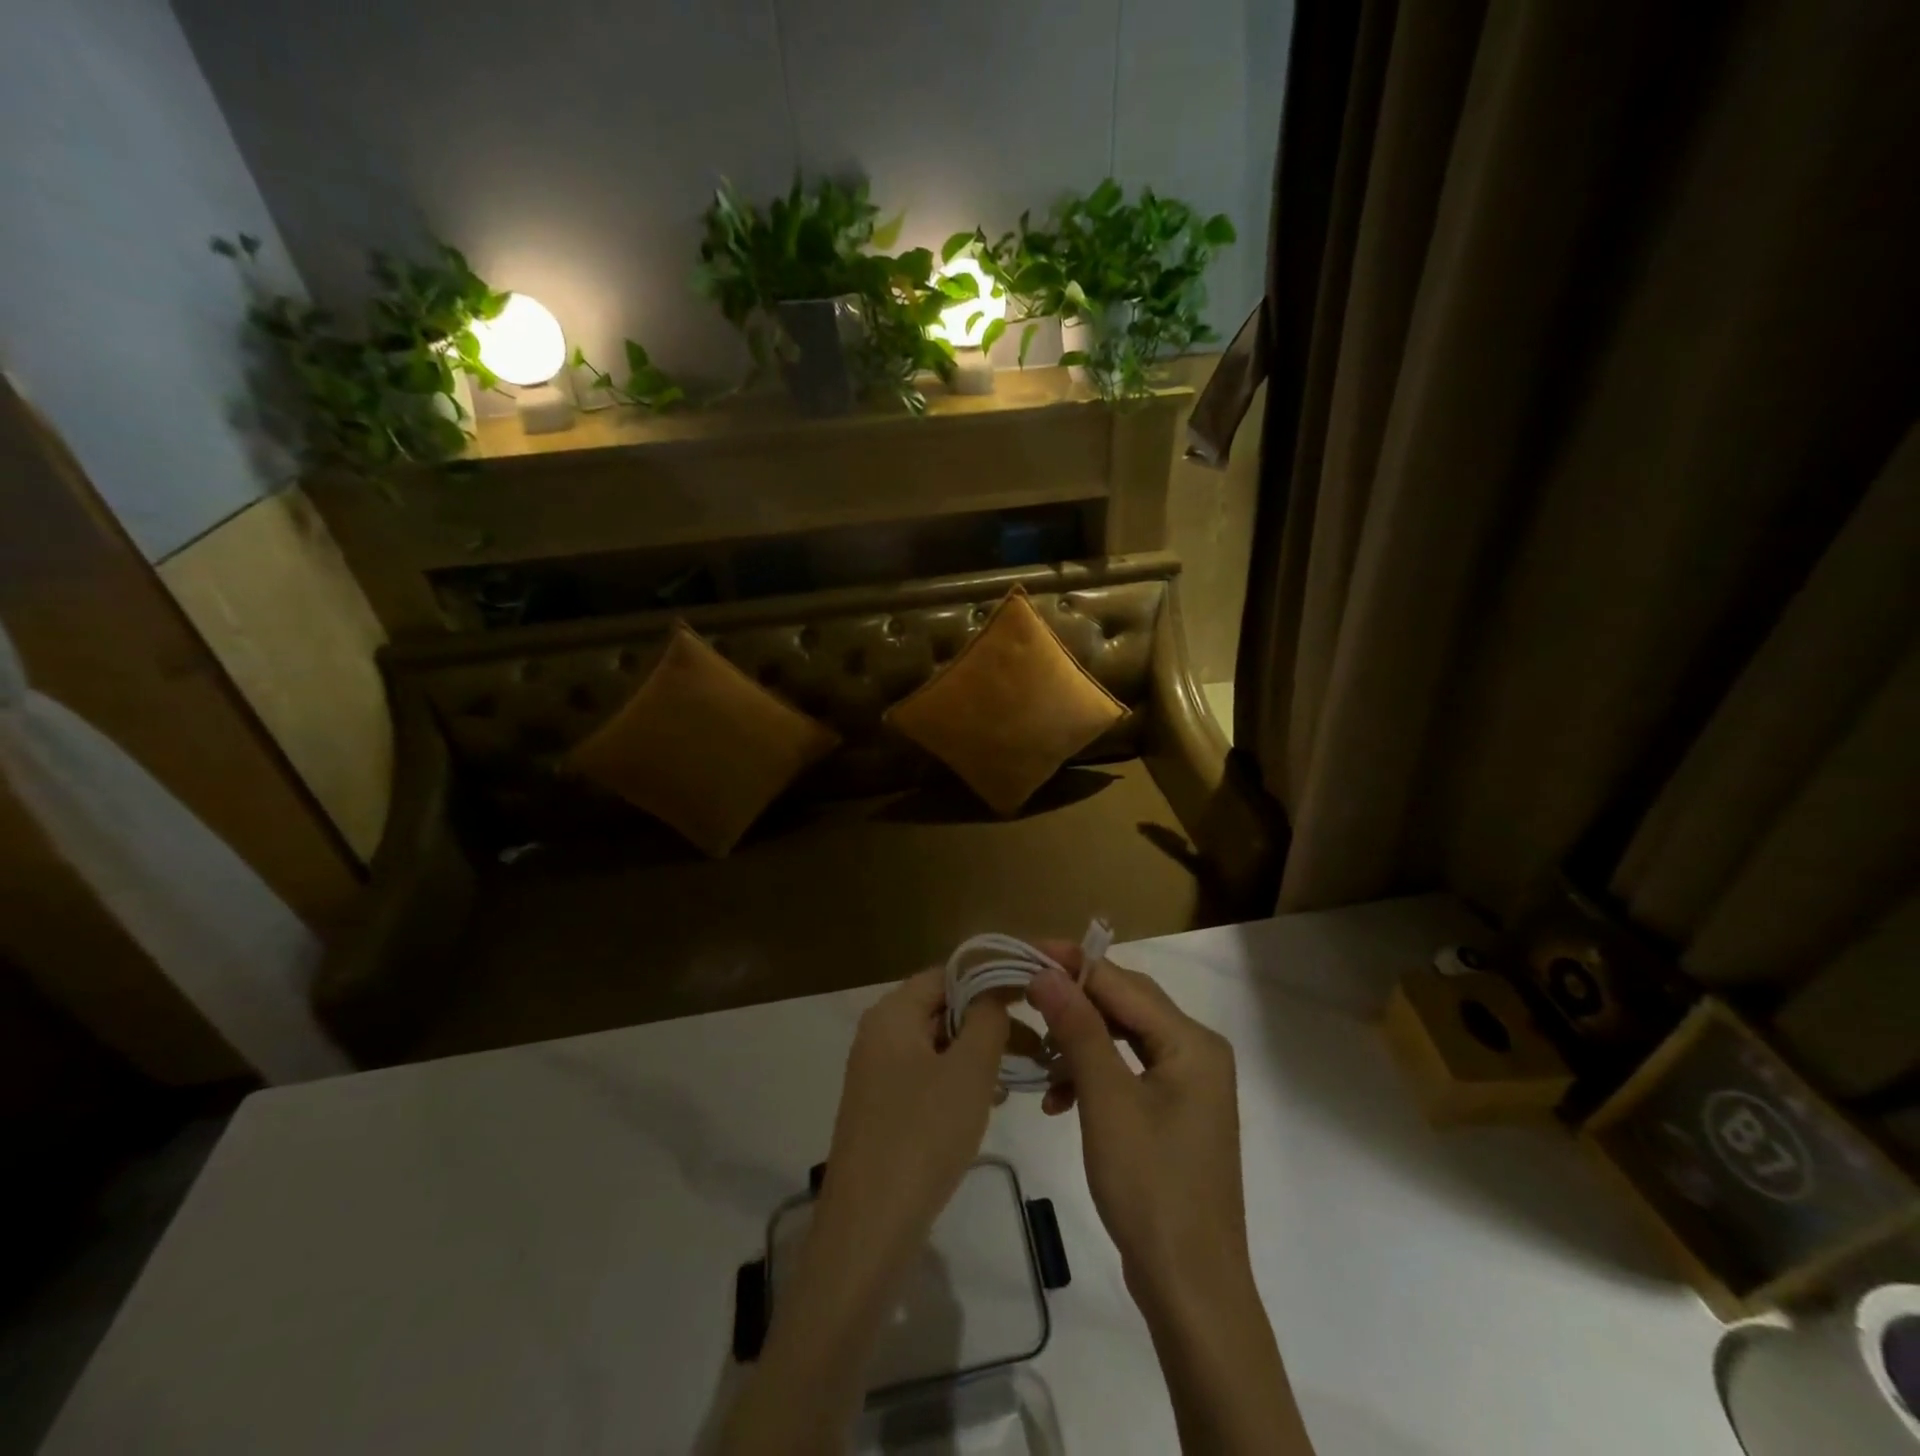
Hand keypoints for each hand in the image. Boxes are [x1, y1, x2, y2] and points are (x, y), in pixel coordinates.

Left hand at [813, 968, 1009, 1273]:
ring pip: (939, 1044)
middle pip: (942, 1007)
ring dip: (979, 1051)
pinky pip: (928, 1076)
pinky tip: (990, 1100)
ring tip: (1019, 1073)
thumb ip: (987, 1019)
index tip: (1033, 993)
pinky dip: (960, 1079)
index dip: (991, 977)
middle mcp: (879, 1033)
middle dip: (989, 1019)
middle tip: (1036, 1042)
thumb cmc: (923, 1135)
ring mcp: (878, 1072)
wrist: (869, 1228)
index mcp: (892, 1013)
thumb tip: (994, 992)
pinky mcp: (884, 1107)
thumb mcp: (969, 1070)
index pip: (947, 973)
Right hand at [1029, 953, 1312, 1454]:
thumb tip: (1045, 971)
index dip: (1073, 964)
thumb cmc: (1151, 1188)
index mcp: (1192, 1043)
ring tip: (1038, 1054)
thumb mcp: (1107, 1102)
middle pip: (1126, 1006)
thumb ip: (1078, 1029)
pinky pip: (1126, 1071)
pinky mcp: (1172, 1113)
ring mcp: (1187, 1085)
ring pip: (1123, 1038)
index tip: (1024, 951)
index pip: (1123, 984)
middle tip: (1023, 992)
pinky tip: (1057, 1098)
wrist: (1191, 1290)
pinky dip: (1091, 1075)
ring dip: (1079, 1041)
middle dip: (1074, 1000)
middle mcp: (1196, 1053)